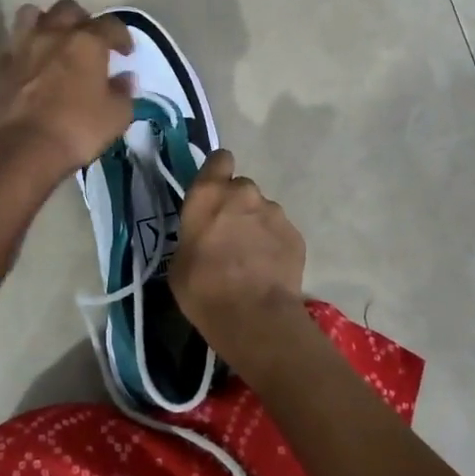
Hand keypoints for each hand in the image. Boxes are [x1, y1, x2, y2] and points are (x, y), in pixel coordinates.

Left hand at [0, 0, 134, 179]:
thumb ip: (123, 93)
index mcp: (87, 42)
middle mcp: (53, 34)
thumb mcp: (116, 116)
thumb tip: (125, 79)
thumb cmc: (77, 130)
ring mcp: (22, 46)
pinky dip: (23, 47)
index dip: (122, 35)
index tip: (126, 52)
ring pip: (32, 14)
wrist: (23, 149)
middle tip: (89, 41)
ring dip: (46, 22)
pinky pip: (12, 43)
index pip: (110, 24)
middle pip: (69, 9)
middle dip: (82, 20)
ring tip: (53, 40)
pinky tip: (29, 63)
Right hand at [169, 149, 306, 358]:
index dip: (217, 172)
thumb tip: (205, 235)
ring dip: (256, 226)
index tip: (214, 192)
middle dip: (236, 206)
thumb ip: (194, 233)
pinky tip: (268, 270)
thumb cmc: (203, 288)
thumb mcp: (179, 259)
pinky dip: (274, 245)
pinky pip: (280, 232)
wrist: (254, 316)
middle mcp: (244, 193)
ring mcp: (274, 212)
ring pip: (262, 211)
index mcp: (209, 194)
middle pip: (241, 188)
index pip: (219, 159)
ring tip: (251, 259)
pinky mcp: (295, 234)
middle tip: (230, 236)